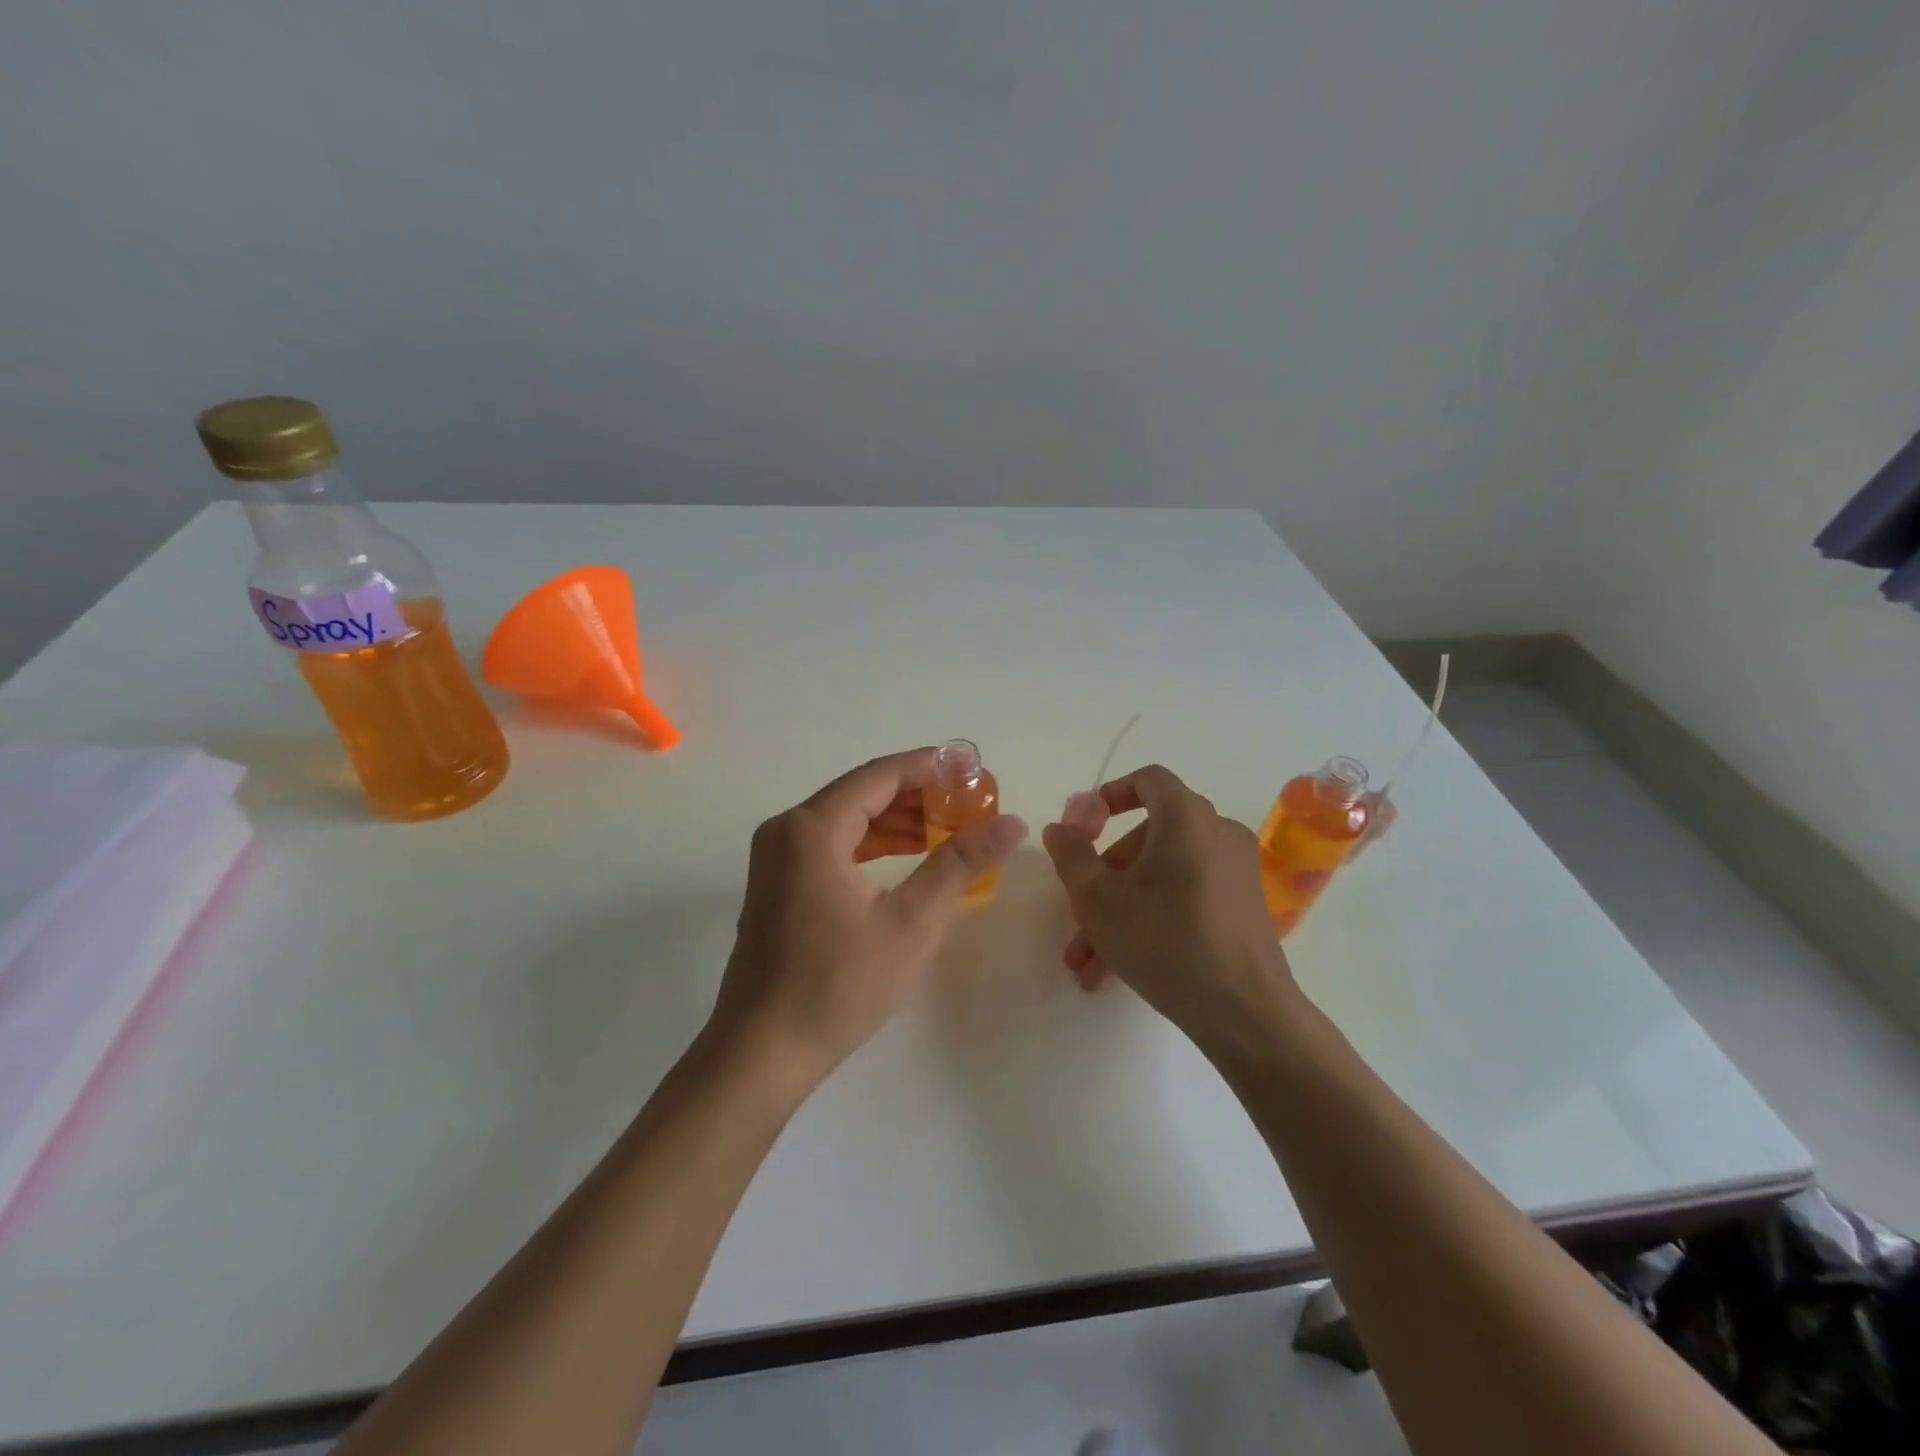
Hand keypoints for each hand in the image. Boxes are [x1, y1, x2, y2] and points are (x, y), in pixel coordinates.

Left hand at [707, 749, 1026, 1092]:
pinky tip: (907, 855)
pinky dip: (870, 843)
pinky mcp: (776, 882)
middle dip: (917, 795)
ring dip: (896, 820)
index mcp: (813, 828)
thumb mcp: (912, 923)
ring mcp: (775, 856)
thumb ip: (960, 864)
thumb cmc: (839, 985)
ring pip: (846, 818)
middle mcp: (787, 829)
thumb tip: (1012, 823)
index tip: (973, 772)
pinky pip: (830, 844)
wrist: (762, 1051)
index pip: (881, 776)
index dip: (930, 768)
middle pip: (862, 792)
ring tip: (948, 829)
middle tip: (968, 804)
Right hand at [1042, 764, 1297, 1049]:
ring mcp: (1235, 871)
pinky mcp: (1243, 906)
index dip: (1111, 795)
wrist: (1245, 1012)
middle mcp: (1217, 833)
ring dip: (1120, 909)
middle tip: (1077, 916)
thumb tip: (1060, 828)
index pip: (1149, 780)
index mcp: (1187, 818)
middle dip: (1104, 876)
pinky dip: (1152, 917)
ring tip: (1087, 962)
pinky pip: (1186, 896)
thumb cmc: (1165, 941)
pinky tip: (1118, 969)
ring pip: (1163, 876)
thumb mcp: (1098, 900)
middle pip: (1149, 837)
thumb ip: (1072, 855)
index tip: (1084, 827)